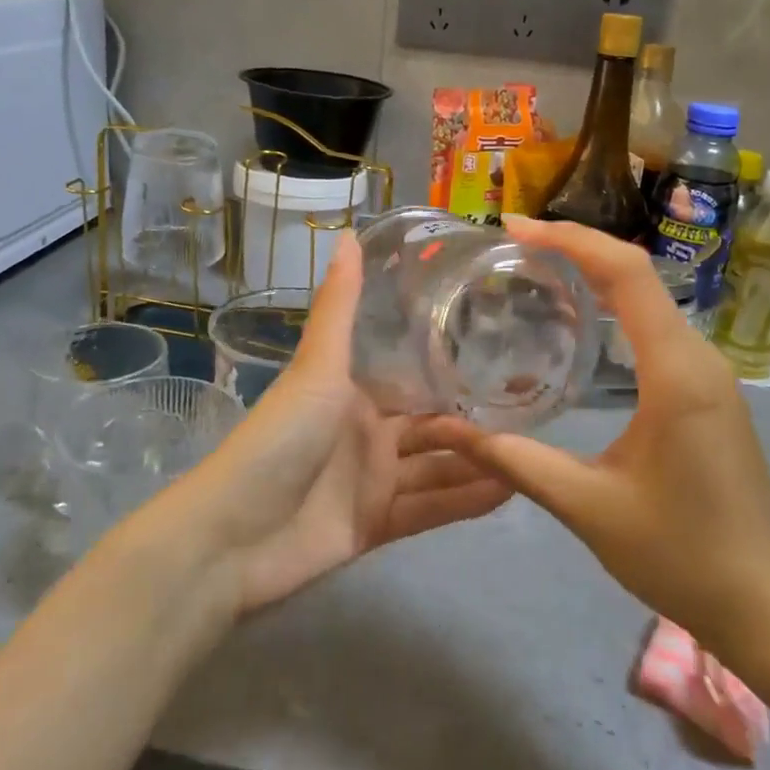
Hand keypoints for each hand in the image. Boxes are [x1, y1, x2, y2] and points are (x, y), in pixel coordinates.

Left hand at [166, 233, 511, 614]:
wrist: (232, 537)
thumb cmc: (280, 439)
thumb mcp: (316, 367)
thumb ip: (341, 306)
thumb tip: (349, 232)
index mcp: (353, 394)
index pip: (414, 378)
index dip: (453, 368)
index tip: (507, 353)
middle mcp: (367, 434)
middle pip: (433, 427)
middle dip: (477, 421)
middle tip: (537, 409)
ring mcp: (372, 482)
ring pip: (438, 469)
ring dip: (481, 463)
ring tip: (537, 451)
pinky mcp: (376, 526)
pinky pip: (430, 510)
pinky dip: (466, 502)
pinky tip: (511, 492)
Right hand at [449, 217, 769, 715]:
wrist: (766, 606)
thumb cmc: (681, 555)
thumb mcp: (586, 506)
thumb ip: (514, 460)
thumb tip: (447, 429)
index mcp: (676, 372)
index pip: (626, 274)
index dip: (570, 239)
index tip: (514, 228)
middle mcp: (698, 357)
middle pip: (636, 273)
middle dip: (574, 247)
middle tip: (511, 244)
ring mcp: (708, 372)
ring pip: (648, 296)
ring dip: (594, 272)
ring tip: (533, 267)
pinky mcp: (706, 390)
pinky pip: (655, 325)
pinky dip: (613, 304)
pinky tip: (577, 318)